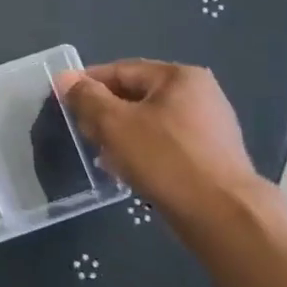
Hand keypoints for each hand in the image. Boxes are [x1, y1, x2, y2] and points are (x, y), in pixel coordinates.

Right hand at [55, 60, 266, 223]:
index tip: (63, 100)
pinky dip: (142, 152)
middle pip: (135, 96)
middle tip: (82, 132)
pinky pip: (165, 145)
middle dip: (104, 113)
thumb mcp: (114, 123)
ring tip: (101, 154)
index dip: (87, 83)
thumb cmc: (165, 159)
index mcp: (179, 77)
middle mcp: (200, 95)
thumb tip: (65, 77)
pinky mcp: (211, 158)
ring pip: (149, 123)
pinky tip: (126, 170)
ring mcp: (209, 128)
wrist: (223, 216)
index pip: (120, 70)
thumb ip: (86, 97)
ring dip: (121, 135)